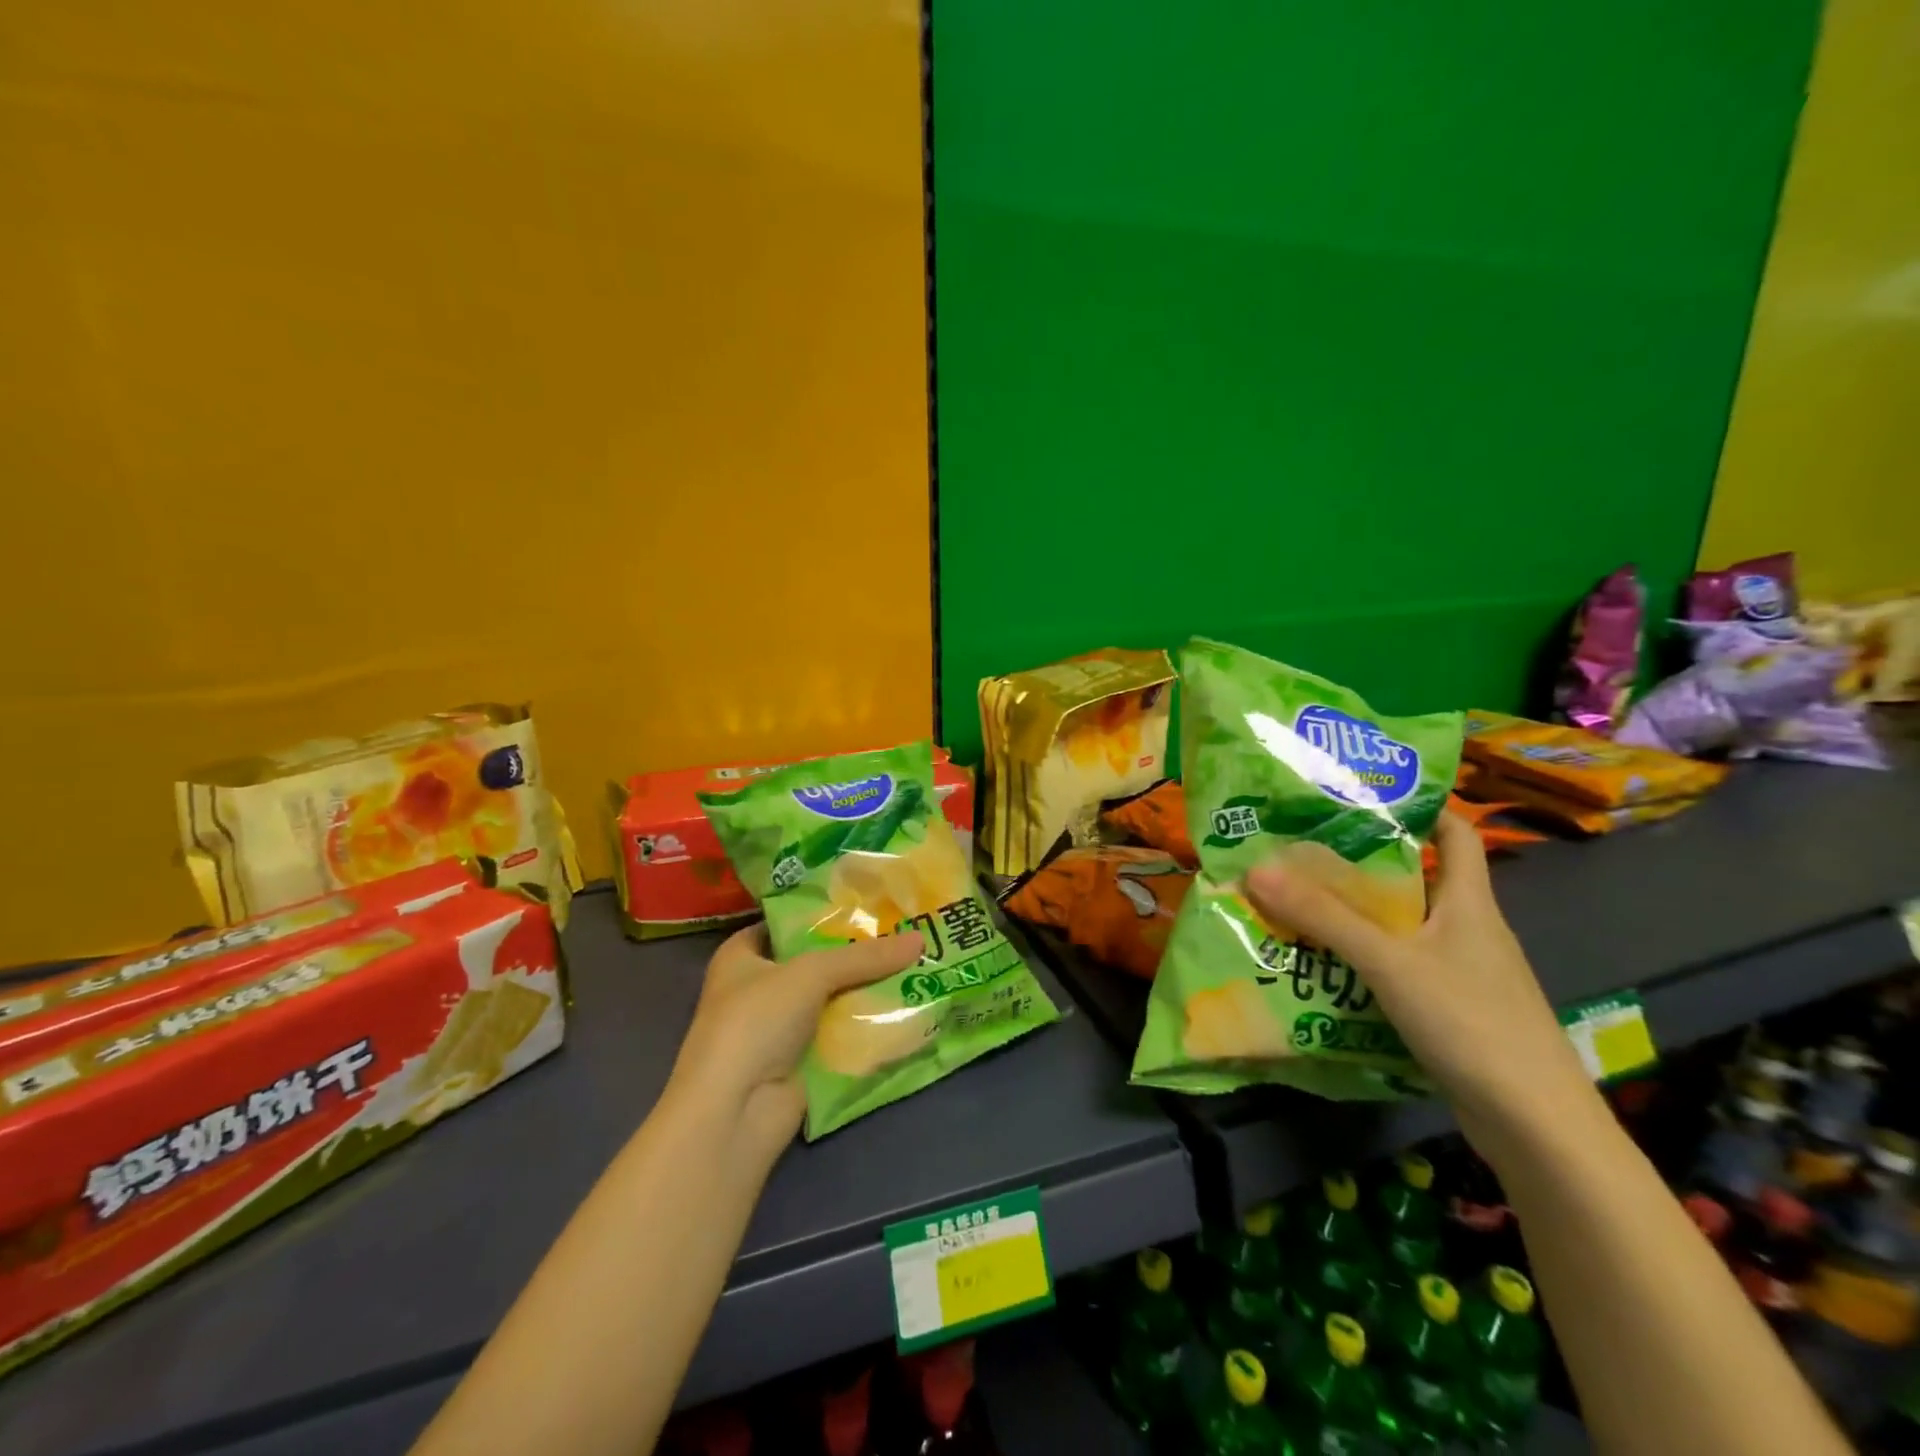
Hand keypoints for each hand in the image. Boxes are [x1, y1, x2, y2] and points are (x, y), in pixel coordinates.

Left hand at [666, 924, 925, 1165]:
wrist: (735, 1112)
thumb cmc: (755, 1022)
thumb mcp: (811, 973)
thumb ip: (865, 956)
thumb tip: (920, 939)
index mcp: (741, 955)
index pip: (787, 922)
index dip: (823, 911)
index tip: (868, 901)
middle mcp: (759, 987)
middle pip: (816, 961)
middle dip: (856, 949)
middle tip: (904, 928)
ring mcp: (781, 1027)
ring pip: (833, 997)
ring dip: (867, 986)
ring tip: (916, 961)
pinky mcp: (803, 1061)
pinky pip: (842, 1033)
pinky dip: (868, 1023)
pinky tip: (907, 1005)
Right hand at [1243, 813, 1592, 1131]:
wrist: (1539, 1129)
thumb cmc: (1472, 1024)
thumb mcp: (1389, 962)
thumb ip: (1323, 917)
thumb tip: (1256, 868)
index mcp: (1469, 903)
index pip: (1456, 833)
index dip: (1419, 806)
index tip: (1361, 795)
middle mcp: (1468, 930)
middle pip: (1414, 879)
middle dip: (1359, 865)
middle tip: (1300, 851)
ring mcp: (1461, 973)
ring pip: (1401, 928)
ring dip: (1353, 917)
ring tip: (1295, 903)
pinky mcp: (1450, 1011)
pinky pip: (1397, 969)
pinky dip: (1361, 962)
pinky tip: (1321, 967)